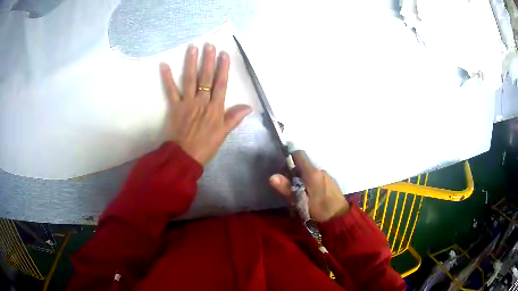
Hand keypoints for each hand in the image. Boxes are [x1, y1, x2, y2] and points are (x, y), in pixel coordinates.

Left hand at [160, 44, 251, 165]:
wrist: (186, 156)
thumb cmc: (206, 145)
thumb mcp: (224, 133)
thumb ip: (234, 118)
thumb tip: (248, 107)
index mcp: (215, 108)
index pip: (221, 84)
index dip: (223, 68)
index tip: (224, 54)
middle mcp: (202, 101)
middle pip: (206, 78)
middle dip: (208, 60)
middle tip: (209, 45)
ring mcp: (187, 102)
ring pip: (190, 79)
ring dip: (191, 63)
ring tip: (192, 48)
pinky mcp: (175, 106)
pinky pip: (171, 90)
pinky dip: (167, 78)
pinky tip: (164, 65)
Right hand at [269, 151, 348, 221]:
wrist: (340, 219)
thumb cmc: (319, 211)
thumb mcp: (300, 202)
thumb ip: (287, 189)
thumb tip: (272, 177)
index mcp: (312, 173)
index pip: (299, 154)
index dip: (290, 157)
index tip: (283, 166)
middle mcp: (321, 170)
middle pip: (305, 164)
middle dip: (295, 171)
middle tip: (289, 185)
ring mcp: (328, 176)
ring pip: (311, 172)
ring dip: (304, 178)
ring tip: (299, 192)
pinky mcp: (332, 183)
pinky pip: (318, 178)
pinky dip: (312, 182)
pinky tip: (311, 195)